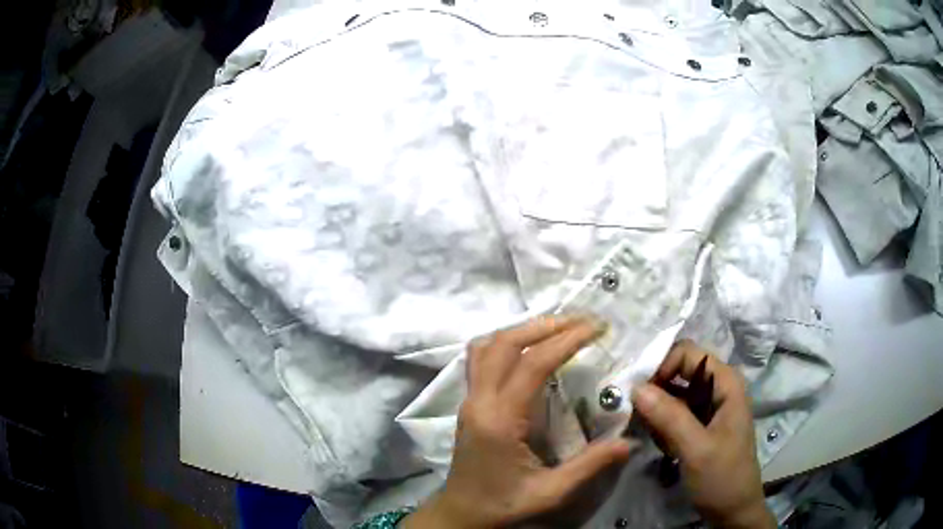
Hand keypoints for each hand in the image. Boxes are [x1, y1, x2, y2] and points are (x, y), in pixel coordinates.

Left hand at [404, 316, 633, 528]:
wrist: (459, 515)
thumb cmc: (502, 506)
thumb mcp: (550, 493)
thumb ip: (590, 466)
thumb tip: (629, 441)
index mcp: (499, 420)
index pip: (532, 364)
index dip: (566, 340)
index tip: (597, 328)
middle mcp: (479, 402)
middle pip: (503, 343)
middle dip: (544, 325)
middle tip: (581, 322)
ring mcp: (468, 400)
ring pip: (487, 346)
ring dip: (522, 330)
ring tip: (558, 329)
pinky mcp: (468, 405)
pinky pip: (481, 359)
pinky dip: (506, 343)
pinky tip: (529, 351)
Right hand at [631, 341, 775, 528]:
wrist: (732, 510)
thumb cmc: (722, 477)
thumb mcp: (696, 448)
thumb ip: (669, 417)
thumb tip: (635, 387)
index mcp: (726, 383)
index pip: (688, 354)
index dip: (663, 366)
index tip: (639, 394)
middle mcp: (717, 389)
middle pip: (679, 372)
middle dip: (656, 391)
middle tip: (636, 416)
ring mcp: (708, 408)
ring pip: (673, 394)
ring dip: (656, 412)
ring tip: (653, 437)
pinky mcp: (699, 426)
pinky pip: (674, 414)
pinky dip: (662, 425)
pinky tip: (661, 446)